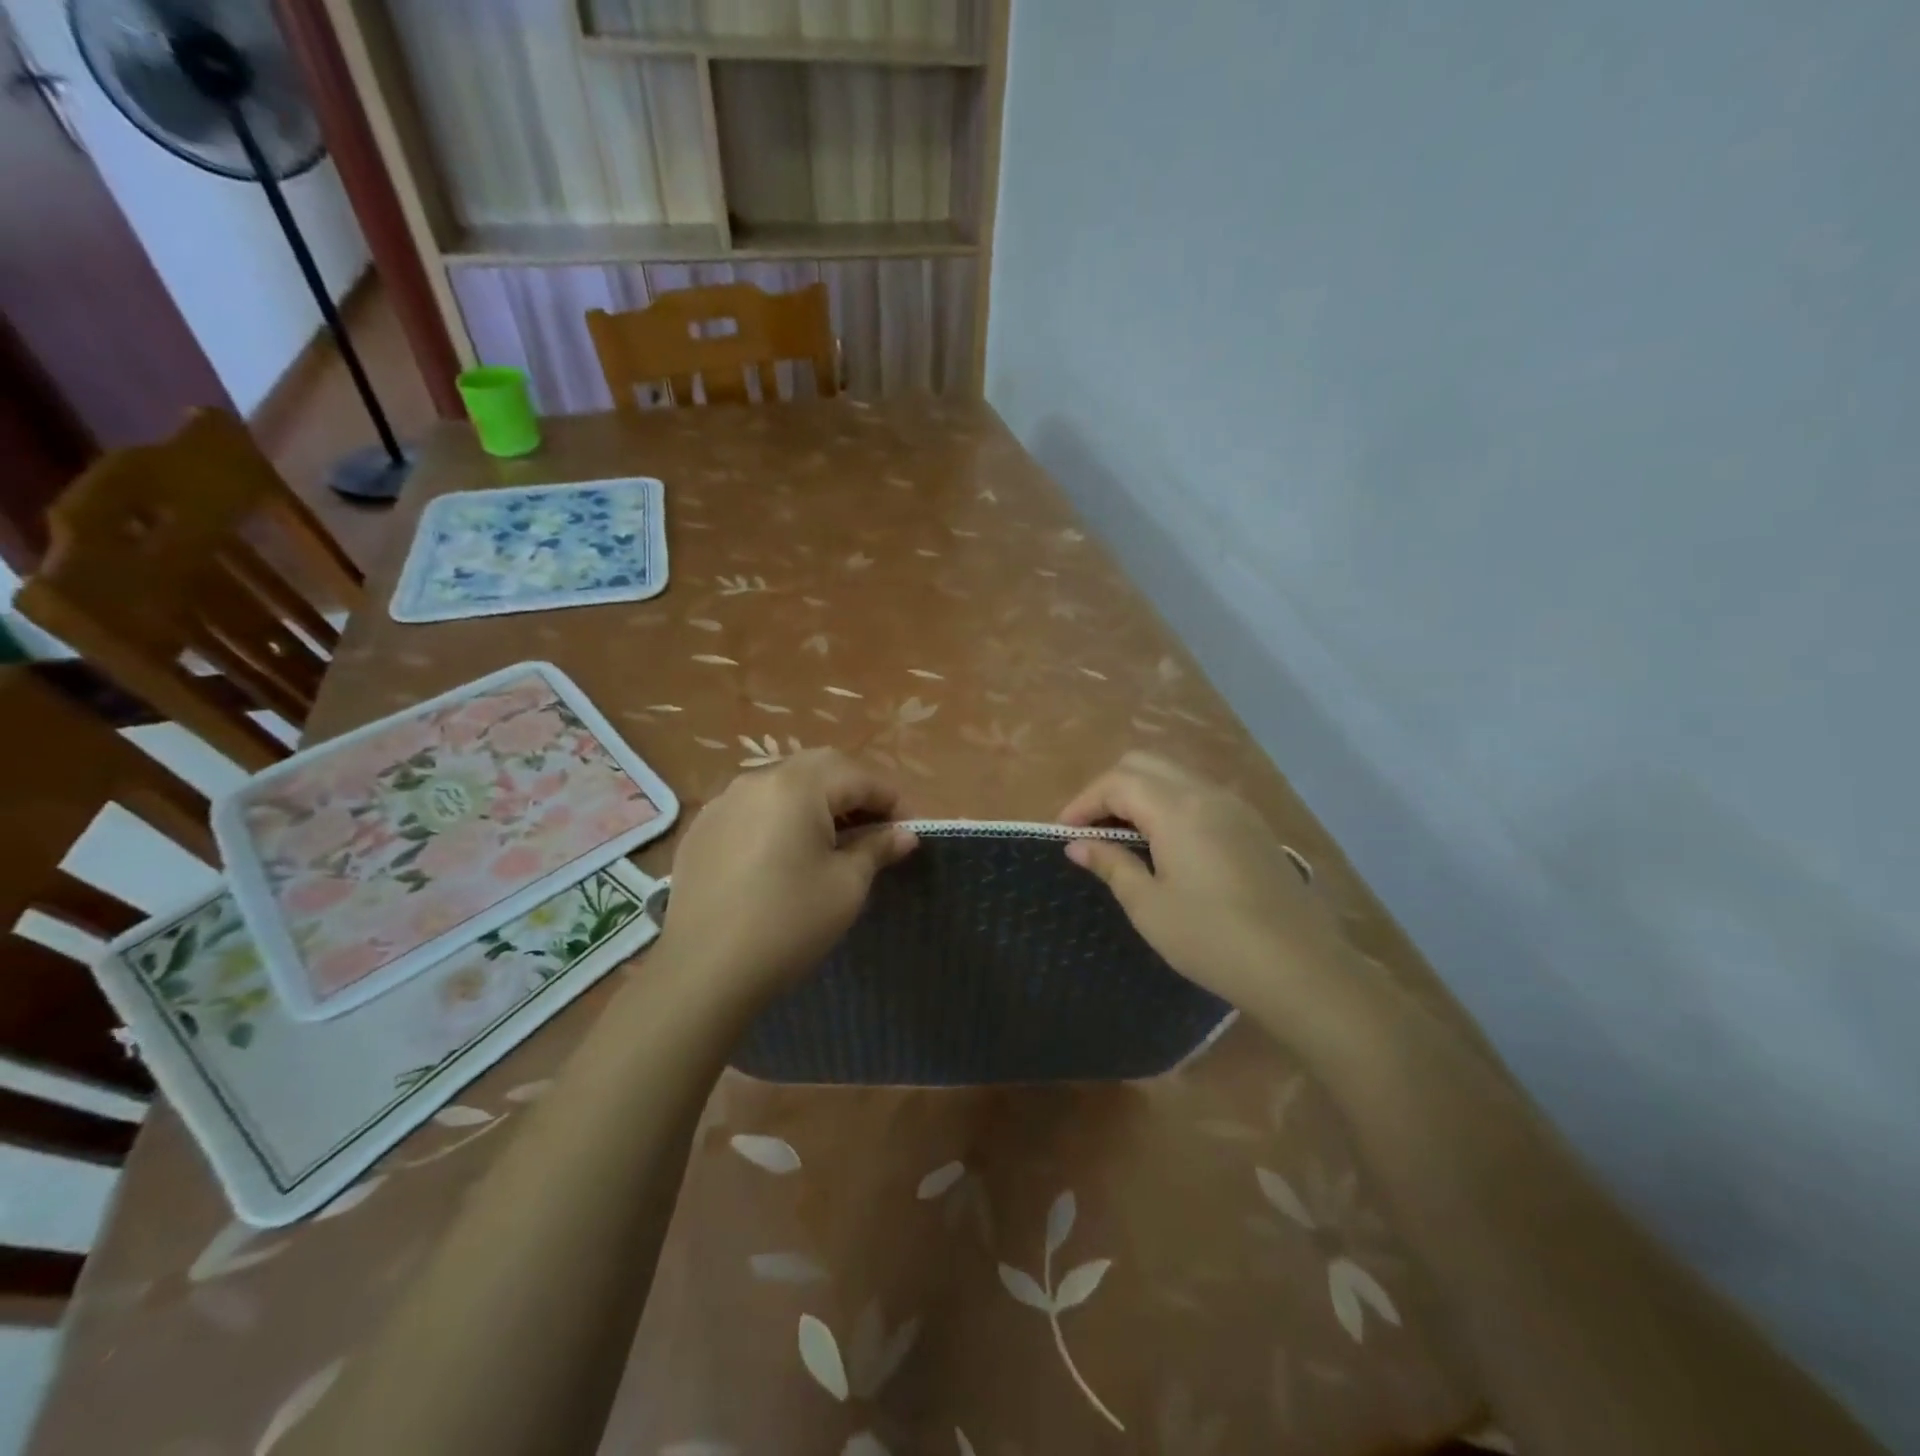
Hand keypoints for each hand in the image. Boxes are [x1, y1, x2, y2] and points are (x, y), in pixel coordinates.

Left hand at [656, 749, 916, 997]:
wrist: (704, 972)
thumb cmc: (789, 923)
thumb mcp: (846, 886)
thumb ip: (877, 849)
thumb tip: (905, 834)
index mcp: (797, 786)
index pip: (857, 777)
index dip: (890, 800)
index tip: (909, 829)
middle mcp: (756, 780)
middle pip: (819, 769)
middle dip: (853, 791)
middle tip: (875, 828)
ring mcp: (722, 803)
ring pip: (783, 784)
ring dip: (816, 801)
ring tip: (833, 840)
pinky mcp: (701, 830)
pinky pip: (752, 807)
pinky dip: (779, 817)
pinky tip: (785, 854)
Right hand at [1059, 752, 1341, 1008]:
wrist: (1301, 968)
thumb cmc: (1213, 939)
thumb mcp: (1149, 906)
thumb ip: (1112, 864)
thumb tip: (1078, 845)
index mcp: (1177, 809)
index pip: (1116, 782)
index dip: (1082, 802)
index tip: (1063, 833)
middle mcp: (1206, 794)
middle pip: (1144, 764)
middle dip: (1108, 789)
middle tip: (1090, 830)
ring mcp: (1234, 806)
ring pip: (1173, 775)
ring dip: (1139, 794)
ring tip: (1121, 838)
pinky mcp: (1252, 825)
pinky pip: (1198, 795)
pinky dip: (1169, 804)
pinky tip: (1164, 845)